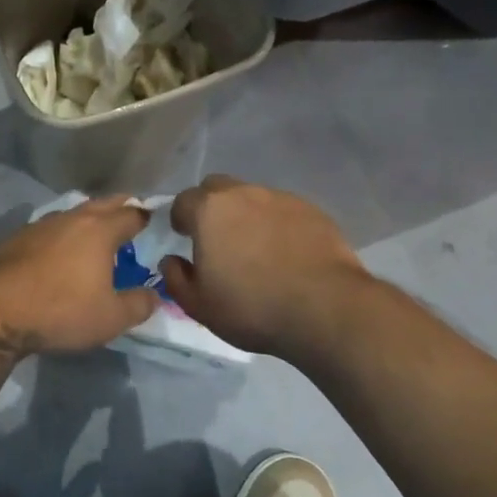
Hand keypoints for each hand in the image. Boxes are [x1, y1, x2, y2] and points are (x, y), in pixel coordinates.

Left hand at [0, 197, 159, 351]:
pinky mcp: (14, 239)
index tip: (154, 223)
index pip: (132, 214)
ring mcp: (39, 225)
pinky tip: (58, 252)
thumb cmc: (60, 311)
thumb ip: (139, 305)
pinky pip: (48, 230)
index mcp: (100, 230)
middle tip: (130, 217)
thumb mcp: (110, 318)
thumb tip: (154, 296)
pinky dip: (61, 235)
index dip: (147, 218)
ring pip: (72, 214)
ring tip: (95, 235)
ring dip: (87, 220)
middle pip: (102, 204)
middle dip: (120, 208)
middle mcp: (71, 218)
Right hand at [159, 176, 367, 357]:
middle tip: (216, 238)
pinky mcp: (313, 211)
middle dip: (210, 207)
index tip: (184, 237)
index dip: (180, 218)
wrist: (325, 308)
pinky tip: (284, 254)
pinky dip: (276, 225)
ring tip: (254, 249)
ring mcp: (282, 199)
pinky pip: (283, 211)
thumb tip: (171, 261)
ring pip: (253, 198)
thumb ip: (176, 278)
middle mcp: (244, 194)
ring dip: (246, 216)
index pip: (182, 201)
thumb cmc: (251, 307)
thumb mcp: (198, 305)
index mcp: (210, 211)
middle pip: (217, 188)